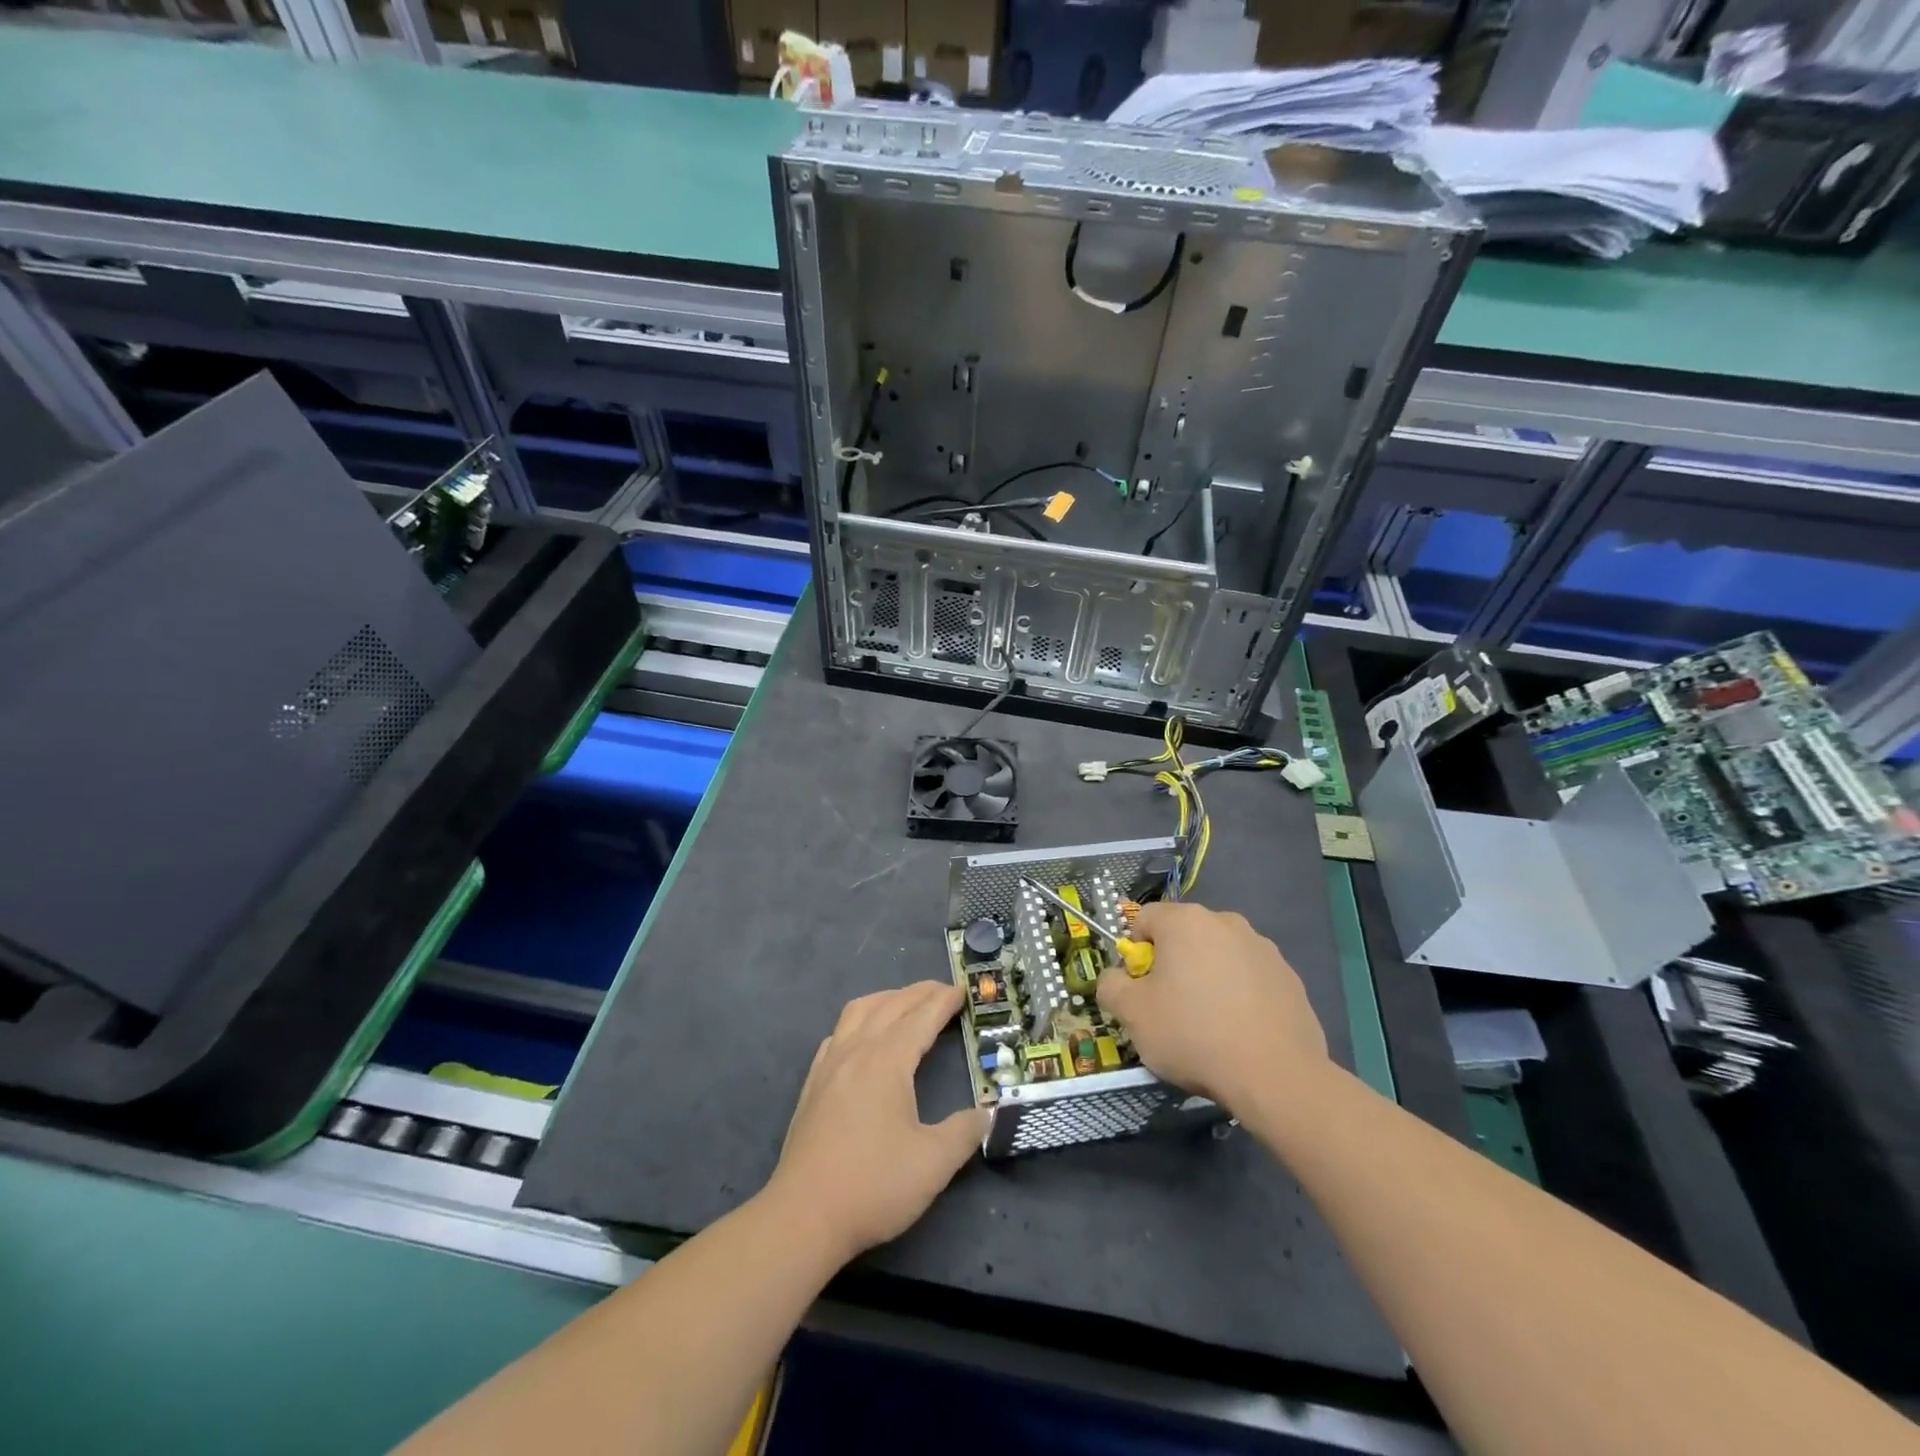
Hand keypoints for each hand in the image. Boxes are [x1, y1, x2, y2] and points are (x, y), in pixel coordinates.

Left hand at [765, 981, 988, 1266]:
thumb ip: (965, 1132)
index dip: (944, 1001)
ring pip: (859, 1011)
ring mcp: (829, 1065)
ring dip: (886, 999)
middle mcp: (857, 1050)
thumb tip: (987, 1114)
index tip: (962, 990)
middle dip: (919, 993)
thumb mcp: (933, 1163)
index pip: (921, 1017)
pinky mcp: (812, 1084)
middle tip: (944, 992)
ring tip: (905, 1003)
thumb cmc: (873, 1186)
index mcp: (887, 1060)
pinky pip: (837, 1033)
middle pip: (891, 1005)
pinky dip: (858, 1021)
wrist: (803, 1216)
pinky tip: (862, 1038)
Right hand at [1098, 901, 1326, 1112]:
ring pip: (1220, 956)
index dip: (1135, 951)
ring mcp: (1263, 948)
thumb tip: (1115, 977)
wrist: (1275, 1076)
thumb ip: (1111, 986)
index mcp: (1185, 921)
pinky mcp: (1290, 978)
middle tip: (1170, 1006)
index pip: (1145, 919)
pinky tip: (1240, 1032)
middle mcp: (1226, 922)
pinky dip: (1240, 995)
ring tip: (1209, 1024)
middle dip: (1173, 963)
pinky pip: (1251, 978)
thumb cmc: (1193, 1034)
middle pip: (1185, 935)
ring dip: (1208, 977)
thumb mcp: (1132, 1014)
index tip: (1140, 987)